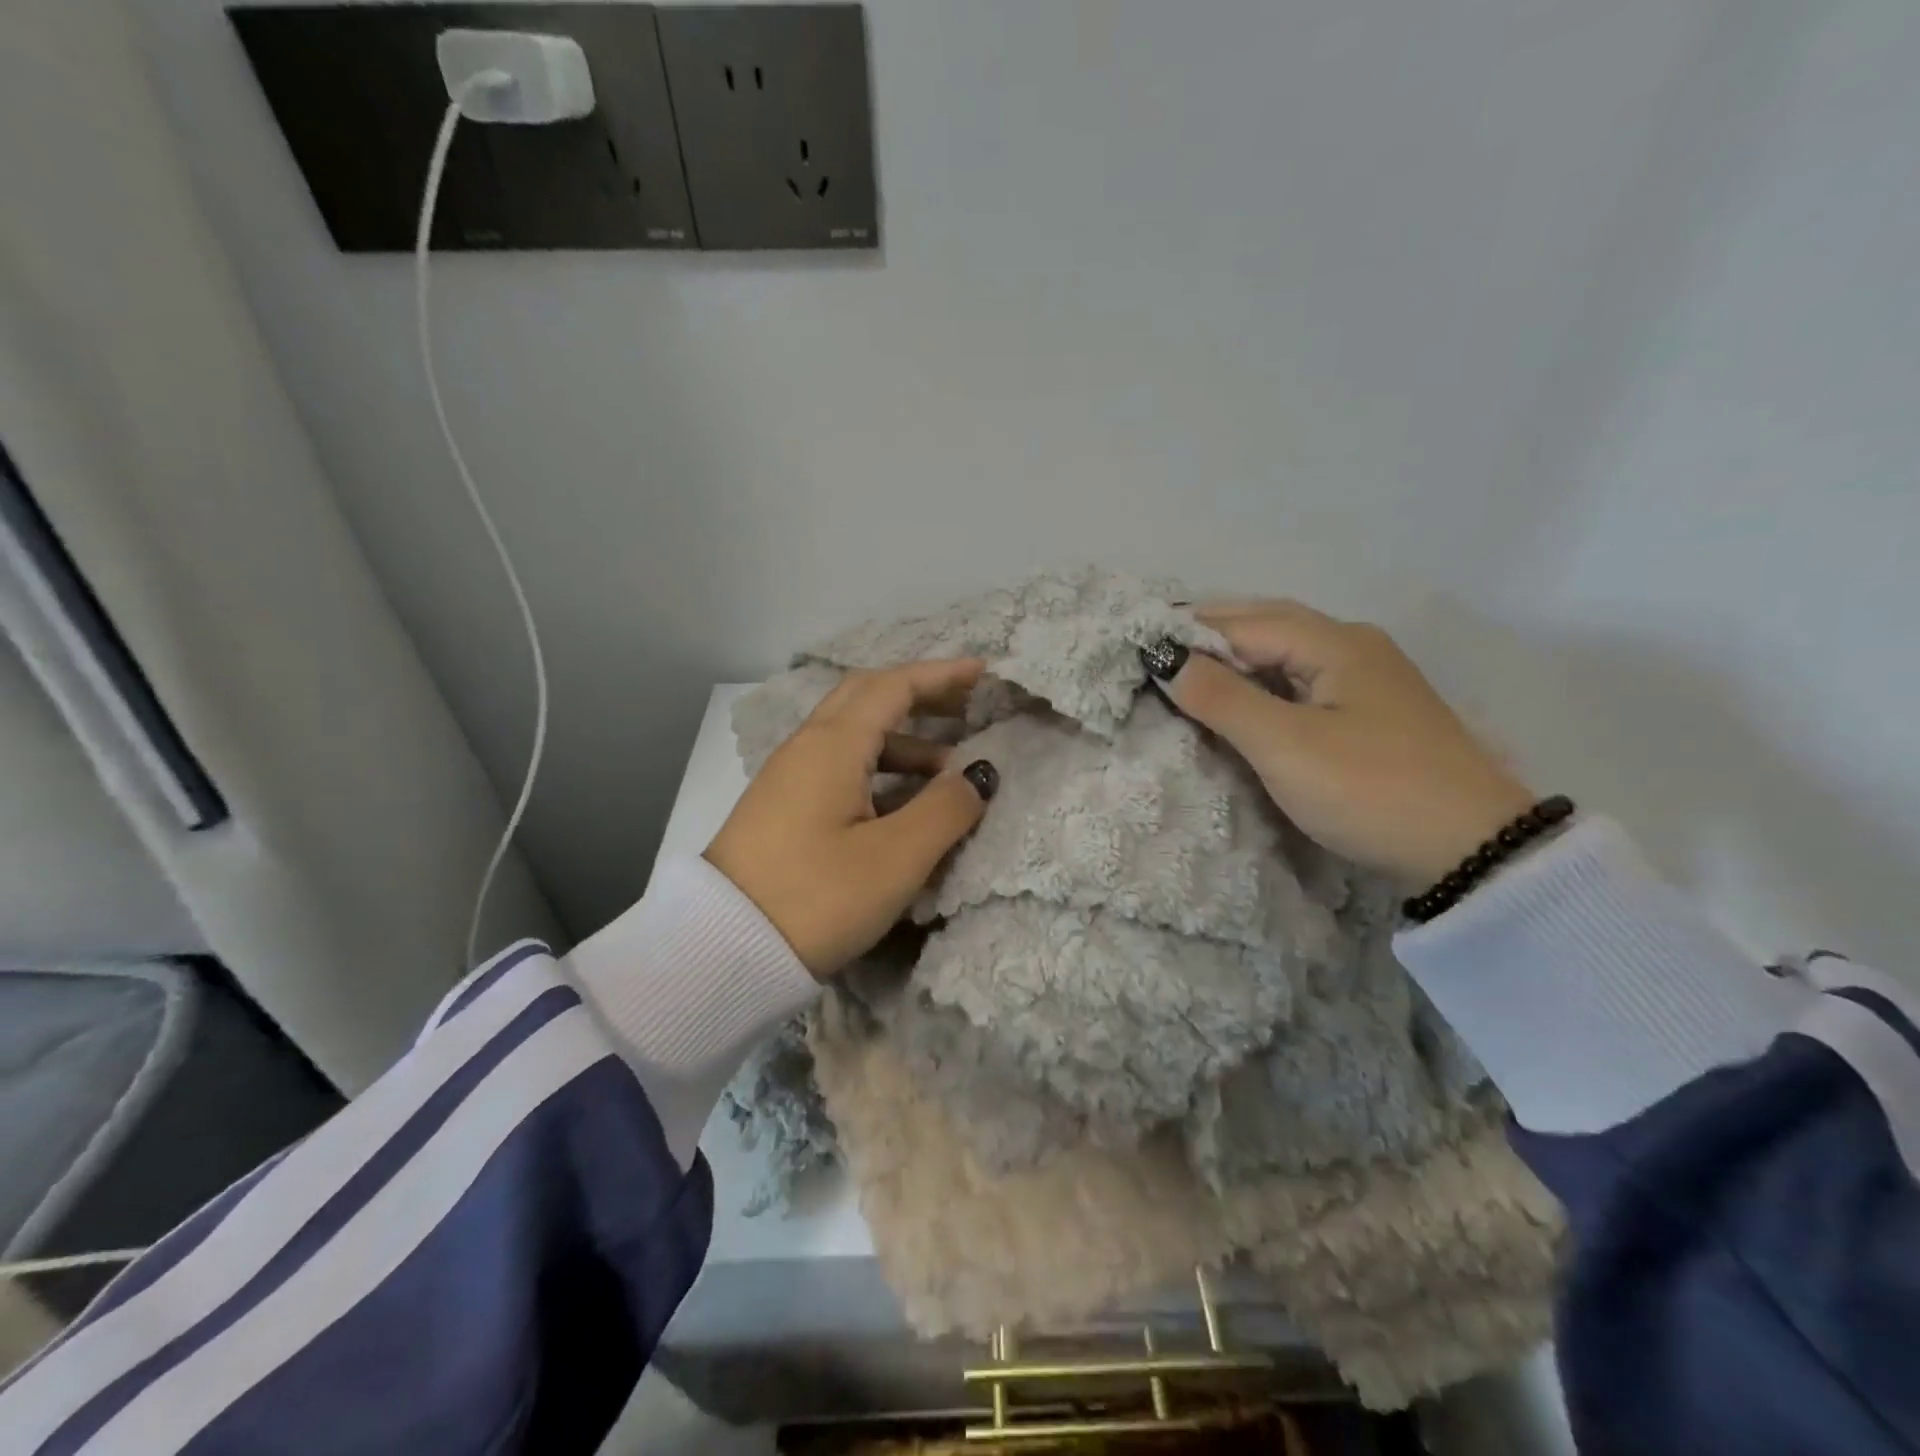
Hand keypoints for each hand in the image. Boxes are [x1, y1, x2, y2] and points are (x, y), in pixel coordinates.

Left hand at [705, 659, 999, 978]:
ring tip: (948, 773)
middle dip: (920, 697)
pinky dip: (880, 770)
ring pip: (854, 738)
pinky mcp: (783, 809)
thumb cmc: (817, 897)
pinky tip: (902, 804)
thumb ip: (945, 809)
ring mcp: (789, 778)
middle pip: (868, 699)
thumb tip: (978, 774)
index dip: (941, 675)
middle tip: (966, 708)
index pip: (893, 686)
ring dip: (904, 743)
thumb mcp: (895, 857)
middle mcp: (807, 748)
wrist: (721, 949)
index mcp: (832, 745)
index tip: (983, 672)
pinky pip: (840, 769)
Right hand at [1146, 601, 1534, 885]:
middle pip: (1267, 625)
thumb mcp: (1285, 745)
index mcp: (1335, 642)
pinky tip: (1240, 700)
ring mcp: (1367, 679)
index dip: (1189, 633)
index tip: (1137, 649)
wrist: (1471, 850)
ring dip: (1235, 657)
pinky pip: (1301, 680)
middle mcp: (1352, 646)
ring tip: (1186, 673)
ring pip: (1285, 653)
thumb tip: (1163, 658)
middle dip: (1210, 635)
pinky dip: (1260, 681)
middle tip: (1157, 654)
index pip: (1244, 623)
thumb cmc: (1370, 789)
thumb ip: (1221, 699)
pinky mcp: (1370, 712)